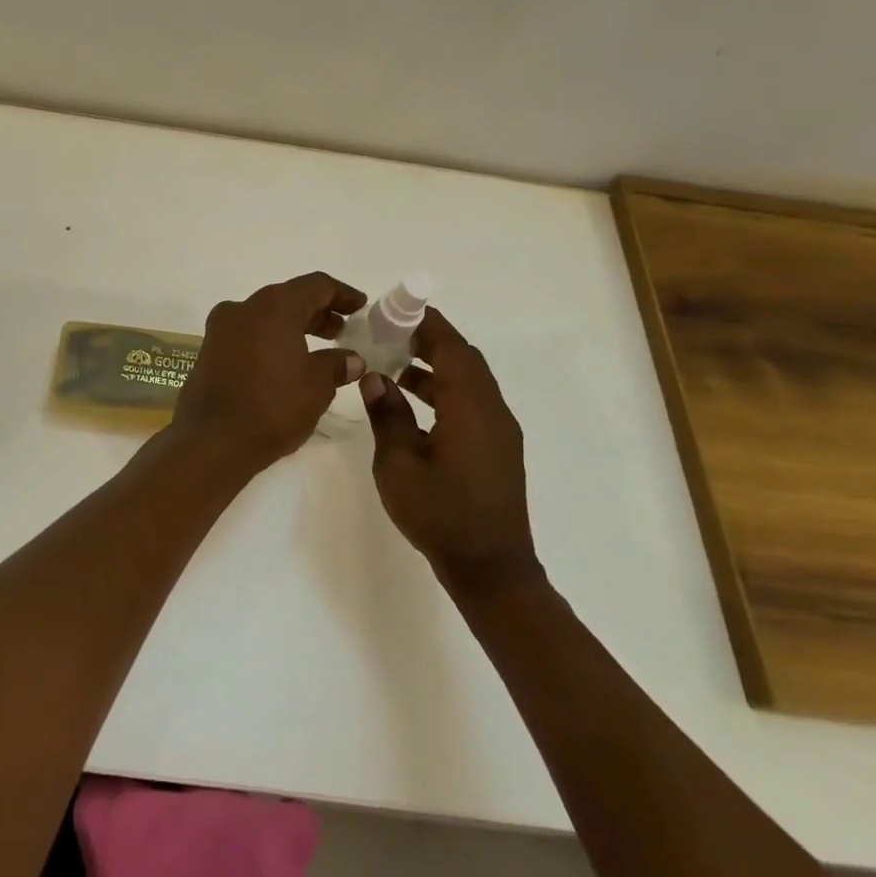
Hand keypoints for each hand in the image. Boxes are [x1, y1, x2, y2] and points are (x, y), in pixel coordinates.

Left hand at [171, 272, 365, 472]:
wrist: (211, 441)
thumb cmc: (272, 407)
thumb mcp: (316, 386)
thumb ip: (336, 365)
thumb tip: (351, 359)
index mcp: (273, 306)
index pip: (316, 285)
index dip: (342, 294)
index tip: (360, 306)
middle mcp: (243, 308)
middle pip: (288, 299)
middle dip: (317, 312)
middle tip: (342, 331)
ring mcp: (221, 329)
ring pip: (265, 317)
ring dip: (293, 327)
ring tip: (319, 350)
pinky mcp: (209, 351)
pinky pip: (248, 335)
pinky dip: (271, 340)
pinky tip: (287, 364)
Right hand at [360, 307, 539, 593]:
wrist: (489, 567)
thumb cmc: (440, 514)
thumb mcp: (398, 464)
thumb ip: (387, 415)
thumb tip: (376, 377)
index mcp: (470, 407)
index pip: (451, 348)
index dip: (425, 323)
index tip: (396, 309)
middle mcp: (492, 410)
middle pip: (463, 358)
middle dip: (428, 340)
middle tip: (388, 332)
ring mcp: (499, 429)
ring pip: (469, 379)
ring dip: (435, 365)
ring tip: (393, 362)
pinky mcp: (498, 447)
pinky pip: (472, 401)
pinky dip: (445, 388)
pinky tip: (414, 400)